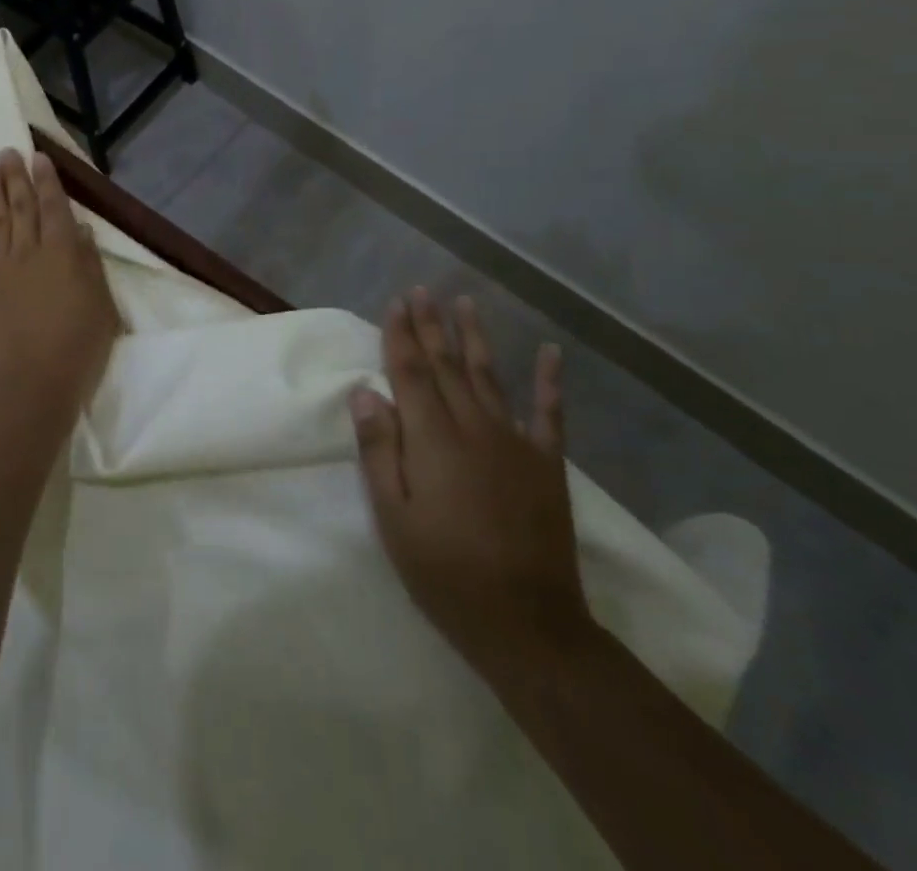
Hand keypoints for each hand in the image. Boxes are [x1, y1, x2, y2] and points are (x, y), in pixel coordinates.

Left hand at [0, 148, 119, 428]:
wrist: (30, 384)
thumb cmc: (77, 348)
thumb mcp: (101, 306)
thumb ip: (89, 264)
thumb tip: (80, 230)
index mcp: (63, 253)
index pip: (55, 207)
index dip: (47, 180)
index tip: (38, 157)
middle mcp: (28, 252)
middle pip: (21, 206)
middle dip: (16, 176)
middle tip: (8, 150)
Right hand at [349, 290, 590, 682]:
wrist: (528, 625)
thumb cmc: (445, 572)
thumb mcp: (394, 518)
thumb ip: (379, 451)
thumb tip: (365, 393)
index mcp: (433, 439)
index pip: (411, 372)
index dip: (401, 335)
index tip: (397, 302)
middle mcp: (474, 428)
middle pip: (446, 365)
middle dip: (431, 325)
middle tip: (421, 291)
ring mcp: (516, 443)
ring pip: (489, 377)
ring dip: (475, 338)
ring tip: (464, 302)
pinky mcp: (547, 465)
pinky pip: (549, 414)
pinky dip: (550, 382)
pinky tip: (551, 353)